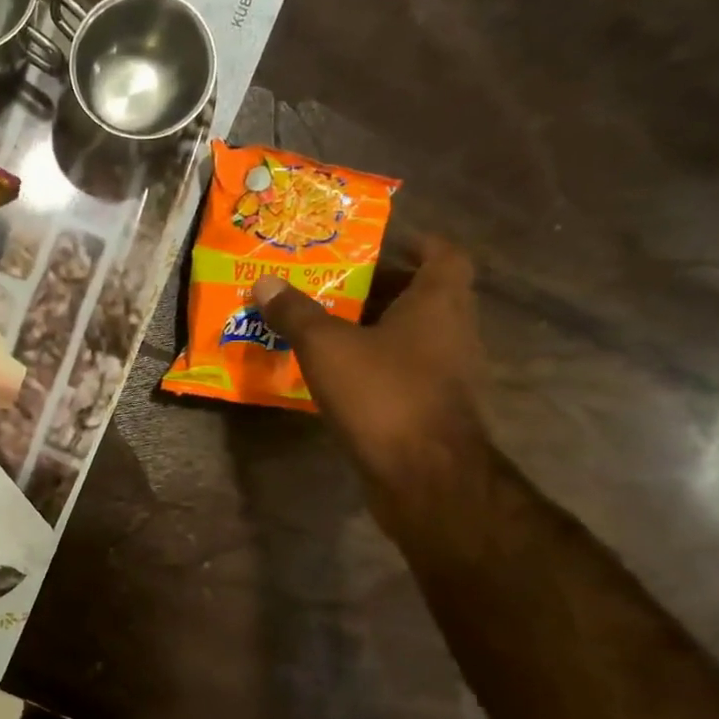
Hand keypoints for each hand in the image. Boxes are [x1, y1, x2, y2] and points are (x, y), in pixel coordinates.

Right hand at [252, 233, 487, 498]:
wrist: (424, 475)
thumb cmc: (383, 394)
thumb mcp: (327, 348)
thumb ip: (296, 313)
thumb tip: (264, 282)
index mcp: (438, 303)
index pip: (444, 255)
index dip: (417, 243)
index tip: (381, 243)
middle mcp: (454, 331)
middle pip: (424, 295)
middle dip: (382, 287)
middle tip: (335, 284)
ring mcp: (449, 373)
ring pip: (414, 335)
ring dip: (377, 327)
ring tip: (329, 326)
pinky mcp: (435, 407)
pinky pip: (405, 370)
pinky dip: (377, 364)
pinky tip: (340, 373)